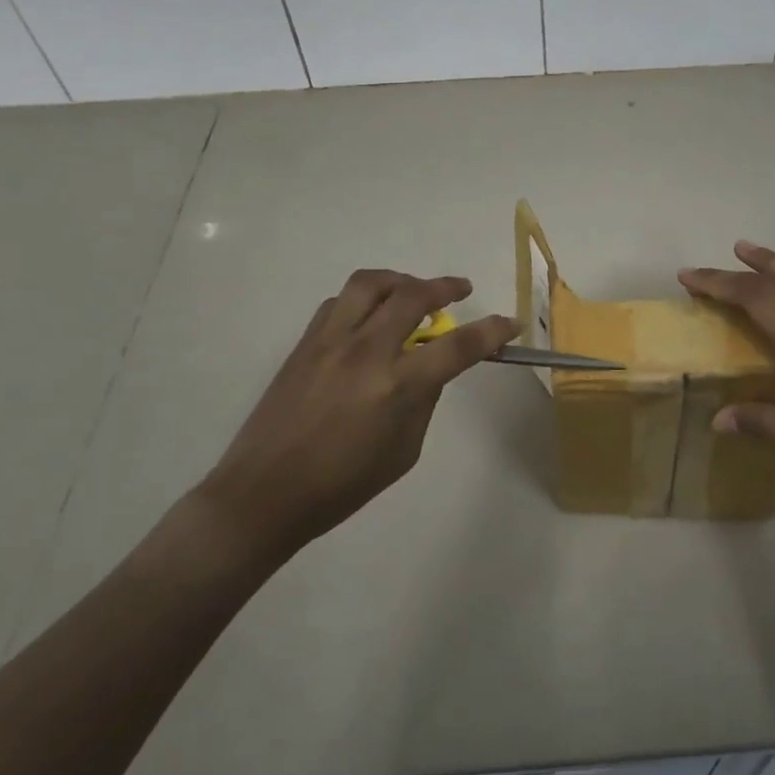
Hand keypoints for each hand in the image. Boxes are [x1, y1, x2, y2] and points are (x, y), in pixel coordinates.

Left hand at [197, 269, 517, 558]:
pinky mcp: (306, 342)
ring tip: (412, 292)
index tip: (510, 322)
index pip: (458, 346)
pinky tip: (369, 318)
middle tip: (459, 290)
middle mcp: (366, 351)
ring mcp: (331, 341)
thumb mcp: (403, 451)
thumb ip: (424, 400)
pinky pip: (340, 301)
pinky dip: (364, 299)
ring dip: (401, 281)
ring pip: (371, 283)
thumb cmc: (341, 485)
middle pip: (413, 295)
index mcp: (397, 386)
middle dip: (445, 286)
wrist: (264, 493)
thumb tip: (431, 367)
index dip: (491, 330)